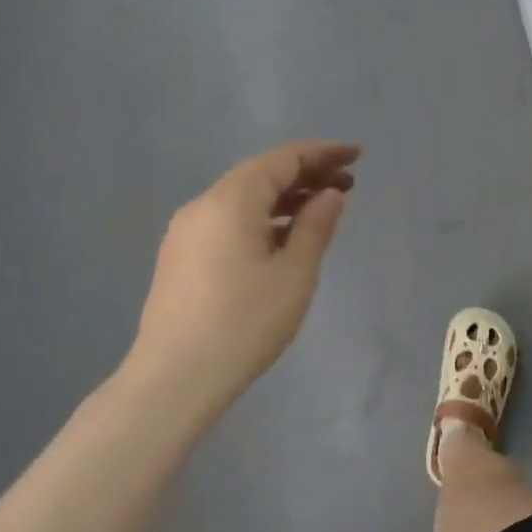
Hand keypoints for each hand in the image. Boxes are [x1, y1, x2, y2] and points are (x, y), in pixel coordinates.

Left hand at [126, 141, 357, 417]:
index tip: (356, 155)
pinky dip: (262, 217)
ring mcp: (186, 232)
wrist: (174, 378)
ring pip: (243, 198)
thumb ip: (315, 226)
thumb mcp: (294, 275)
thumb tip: (330, 194)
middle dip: (305, 173)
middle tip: (348, 182)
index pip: (282, 160)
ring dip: (284, 197)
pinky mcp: (181, 256)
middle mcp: (202, 206)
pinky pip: (228, 220)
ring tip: (323, 207)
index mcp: (230, 202)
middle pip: (260, 175)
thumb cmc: (244, 324)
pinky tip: (283, 236)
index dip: (322, 153)